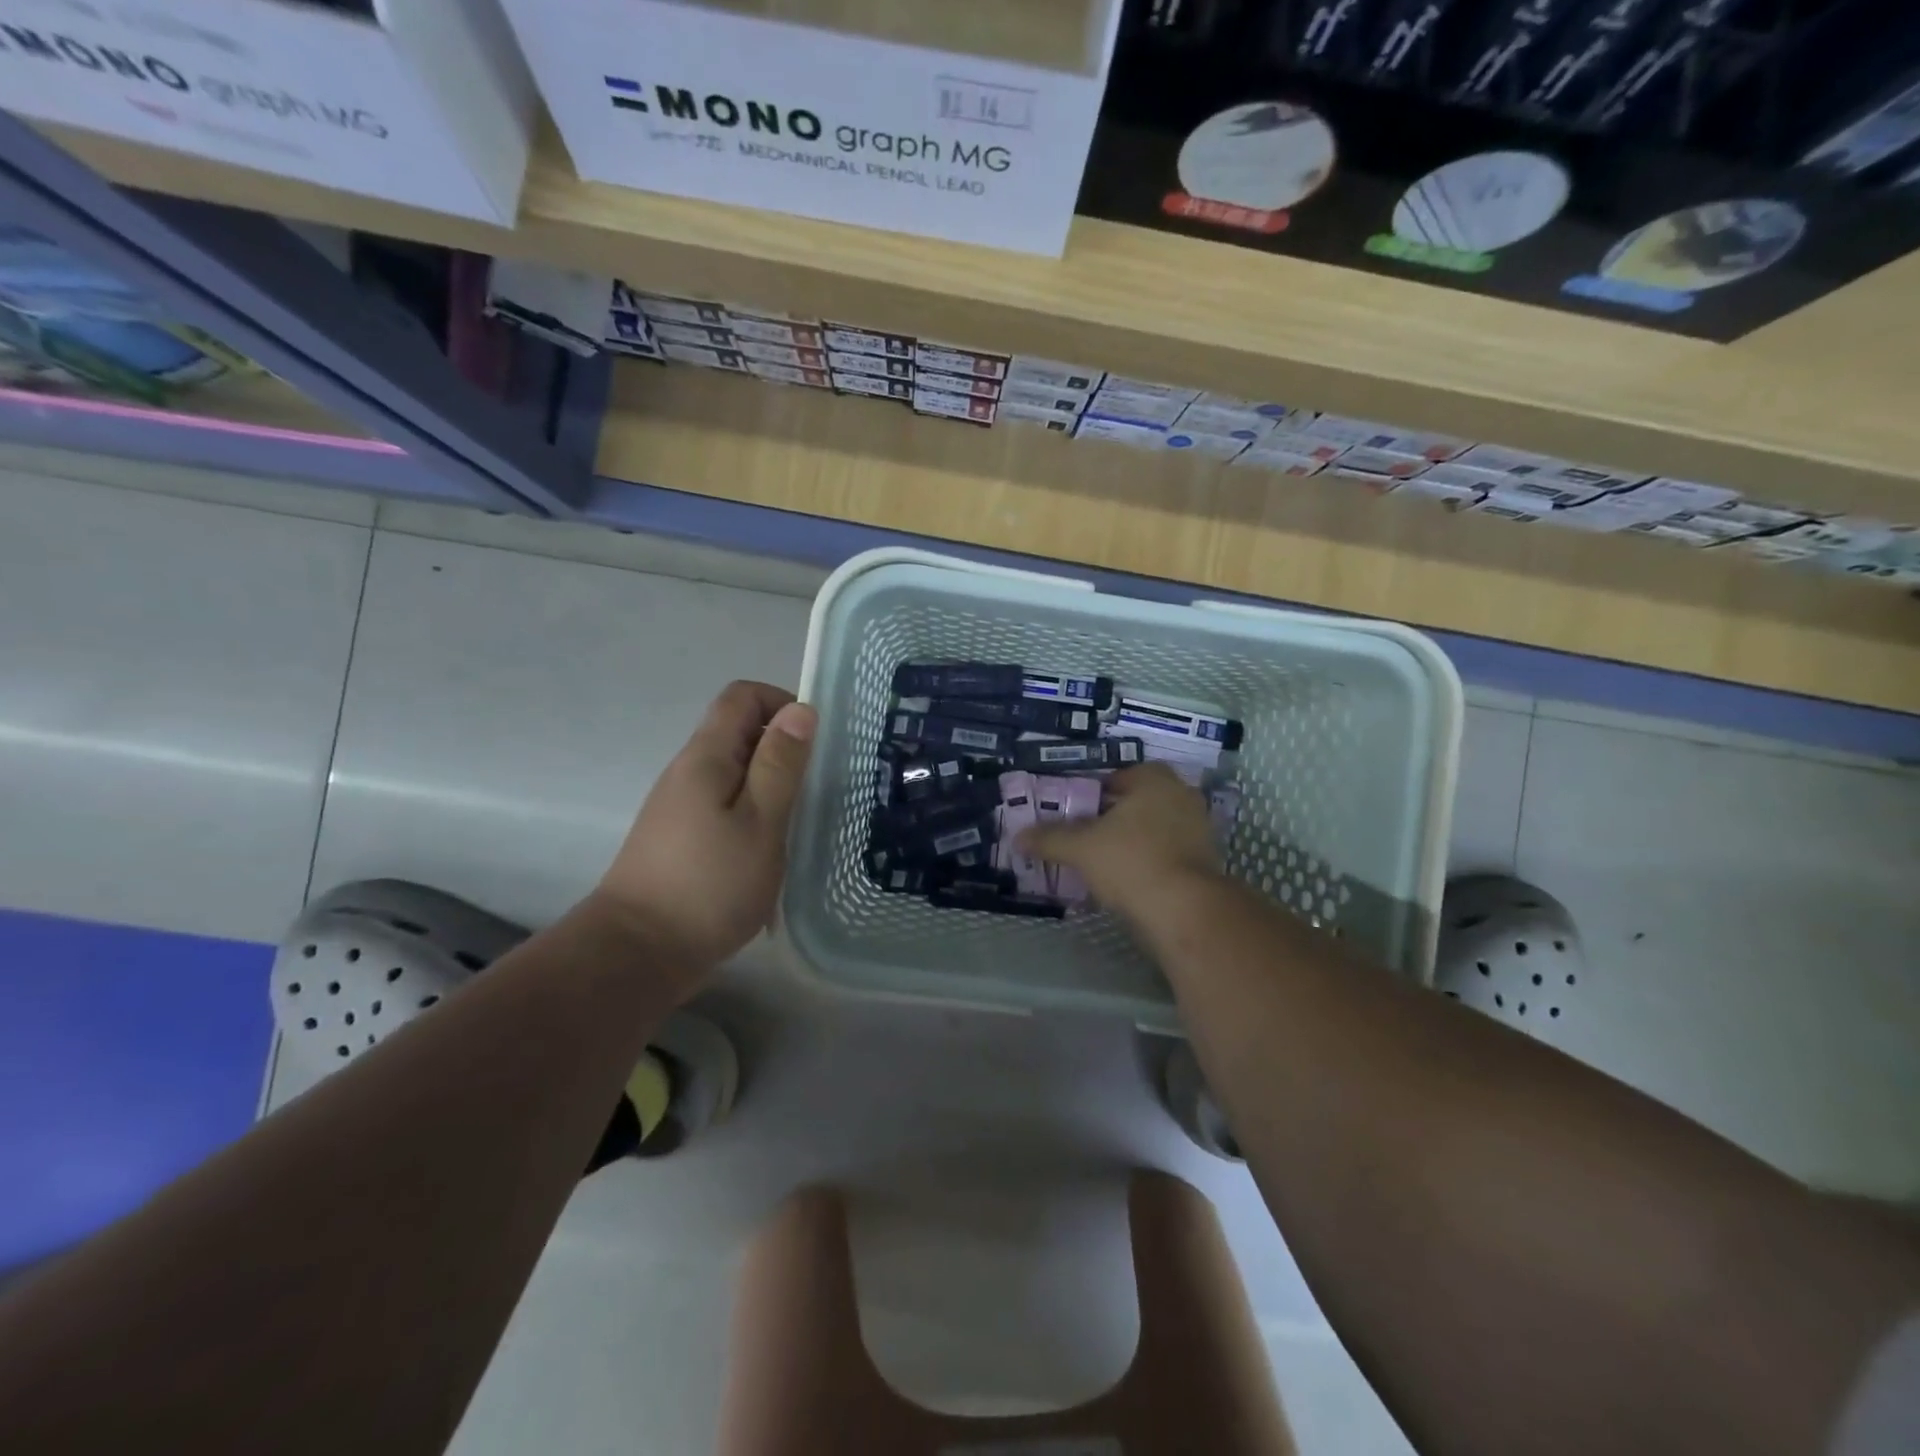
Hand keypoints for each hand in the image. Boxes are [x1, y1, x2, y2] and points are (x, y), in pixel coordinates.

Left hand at [592, 681, 815, 976]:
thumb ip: (781, 764)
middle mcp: (688, 771)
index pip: (742, 696)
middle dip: (783, 748)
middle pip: (738, 732)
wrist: (638, 952)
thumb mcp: (761, 821)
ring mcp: (681, 805)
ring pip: (734, 772)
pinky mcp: (682, 837)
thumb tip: (801, 709)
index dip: (782, 703)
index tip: (814, 742)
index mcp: (706, 757)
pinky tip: (770, 850)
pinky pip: (725, 805)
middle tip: (816, 788)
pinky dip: (754, 814)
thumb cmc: (710, 884)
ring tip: (799, 823)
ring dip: (771, 785)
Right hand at [1020, 763, 1221, 923]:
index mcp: (1155, 780)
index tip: (1078, 812)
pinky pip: (1168, 852)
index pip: (1120, 776)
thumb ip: (1050, 838)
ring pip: (1154, 828)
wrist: (1184, 911)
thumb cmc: (1131, 862)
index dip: (1096, 792)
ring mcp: (1199, 829)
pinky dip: (1149, 861)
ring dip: (1132, 840)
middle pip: (1138, 802)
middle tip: (1087, 835)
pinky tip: (1127, 879)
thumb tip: (1017, 836)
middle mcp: (1182, 796)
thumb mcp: (1081, 848)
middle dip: (1114, 817)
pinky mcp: (1205, 861)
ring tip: (1103, 860)